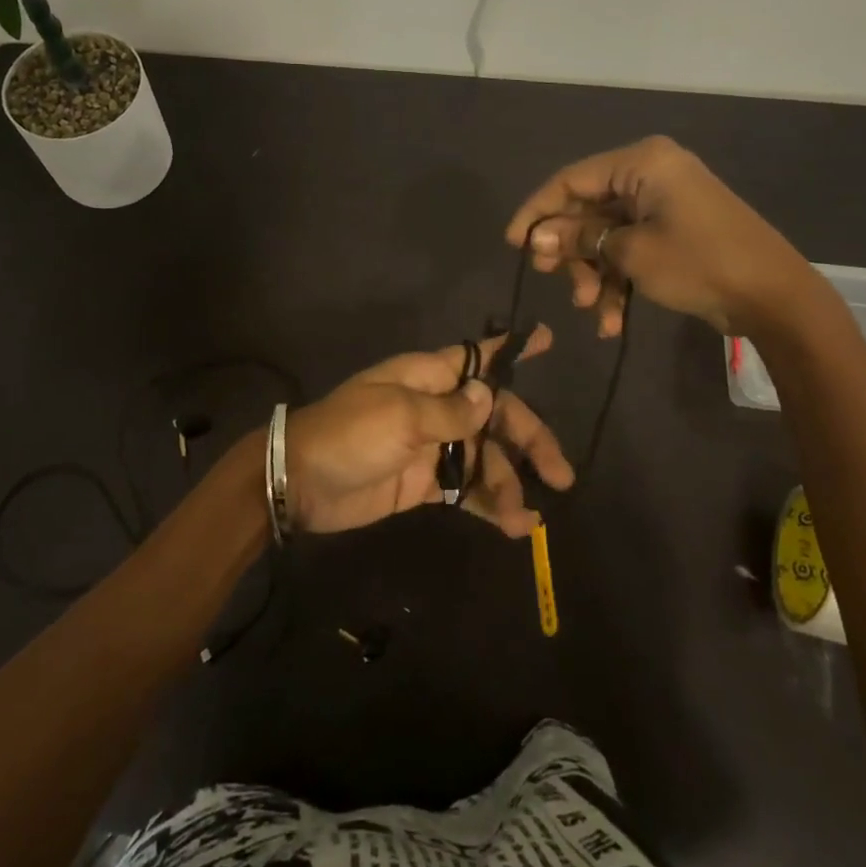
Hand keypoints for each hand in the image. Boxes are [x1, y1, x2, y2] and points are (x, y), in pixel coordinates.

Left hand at [286, 326, 574, 537]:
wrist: (303, 482)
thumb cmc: (351, 435)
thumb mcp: (402, 416)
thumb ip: (451, 411)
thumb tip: (489, 395)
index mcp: (428, 378)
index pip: (477, 357)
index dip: (510, 350)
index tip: (547, 340)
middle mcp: (436, 407)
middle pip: (496, 417)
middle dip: (529, 441)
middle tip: (562, 474)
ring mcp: (433, 447)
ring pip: (486, 459)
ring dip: (510, 485)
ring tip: (527, 518)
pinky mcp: (426, 484)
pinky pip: (468, 490)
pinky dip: (491, 505)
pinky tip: (516, 526)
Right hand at [505, 136, 819, 337]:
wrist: (775, 297)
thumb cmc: (699, 263)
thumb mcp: (630, 252)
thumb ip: (579, 239)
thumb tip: (536, 238)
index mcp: (641, 163)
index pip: (570, 180)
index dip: (537, 212)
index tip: (513, 244)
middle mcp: (649, 175)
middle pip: (587, 209)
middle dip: (571, 251)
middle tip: (553, 280)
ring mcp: (662, 204)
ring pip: (606, 235)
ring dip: (594, 274)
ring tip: (590, 309)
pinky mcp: (672, 231)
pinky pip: (630, 249)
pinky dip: (618, 280)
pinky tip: (611, 320)